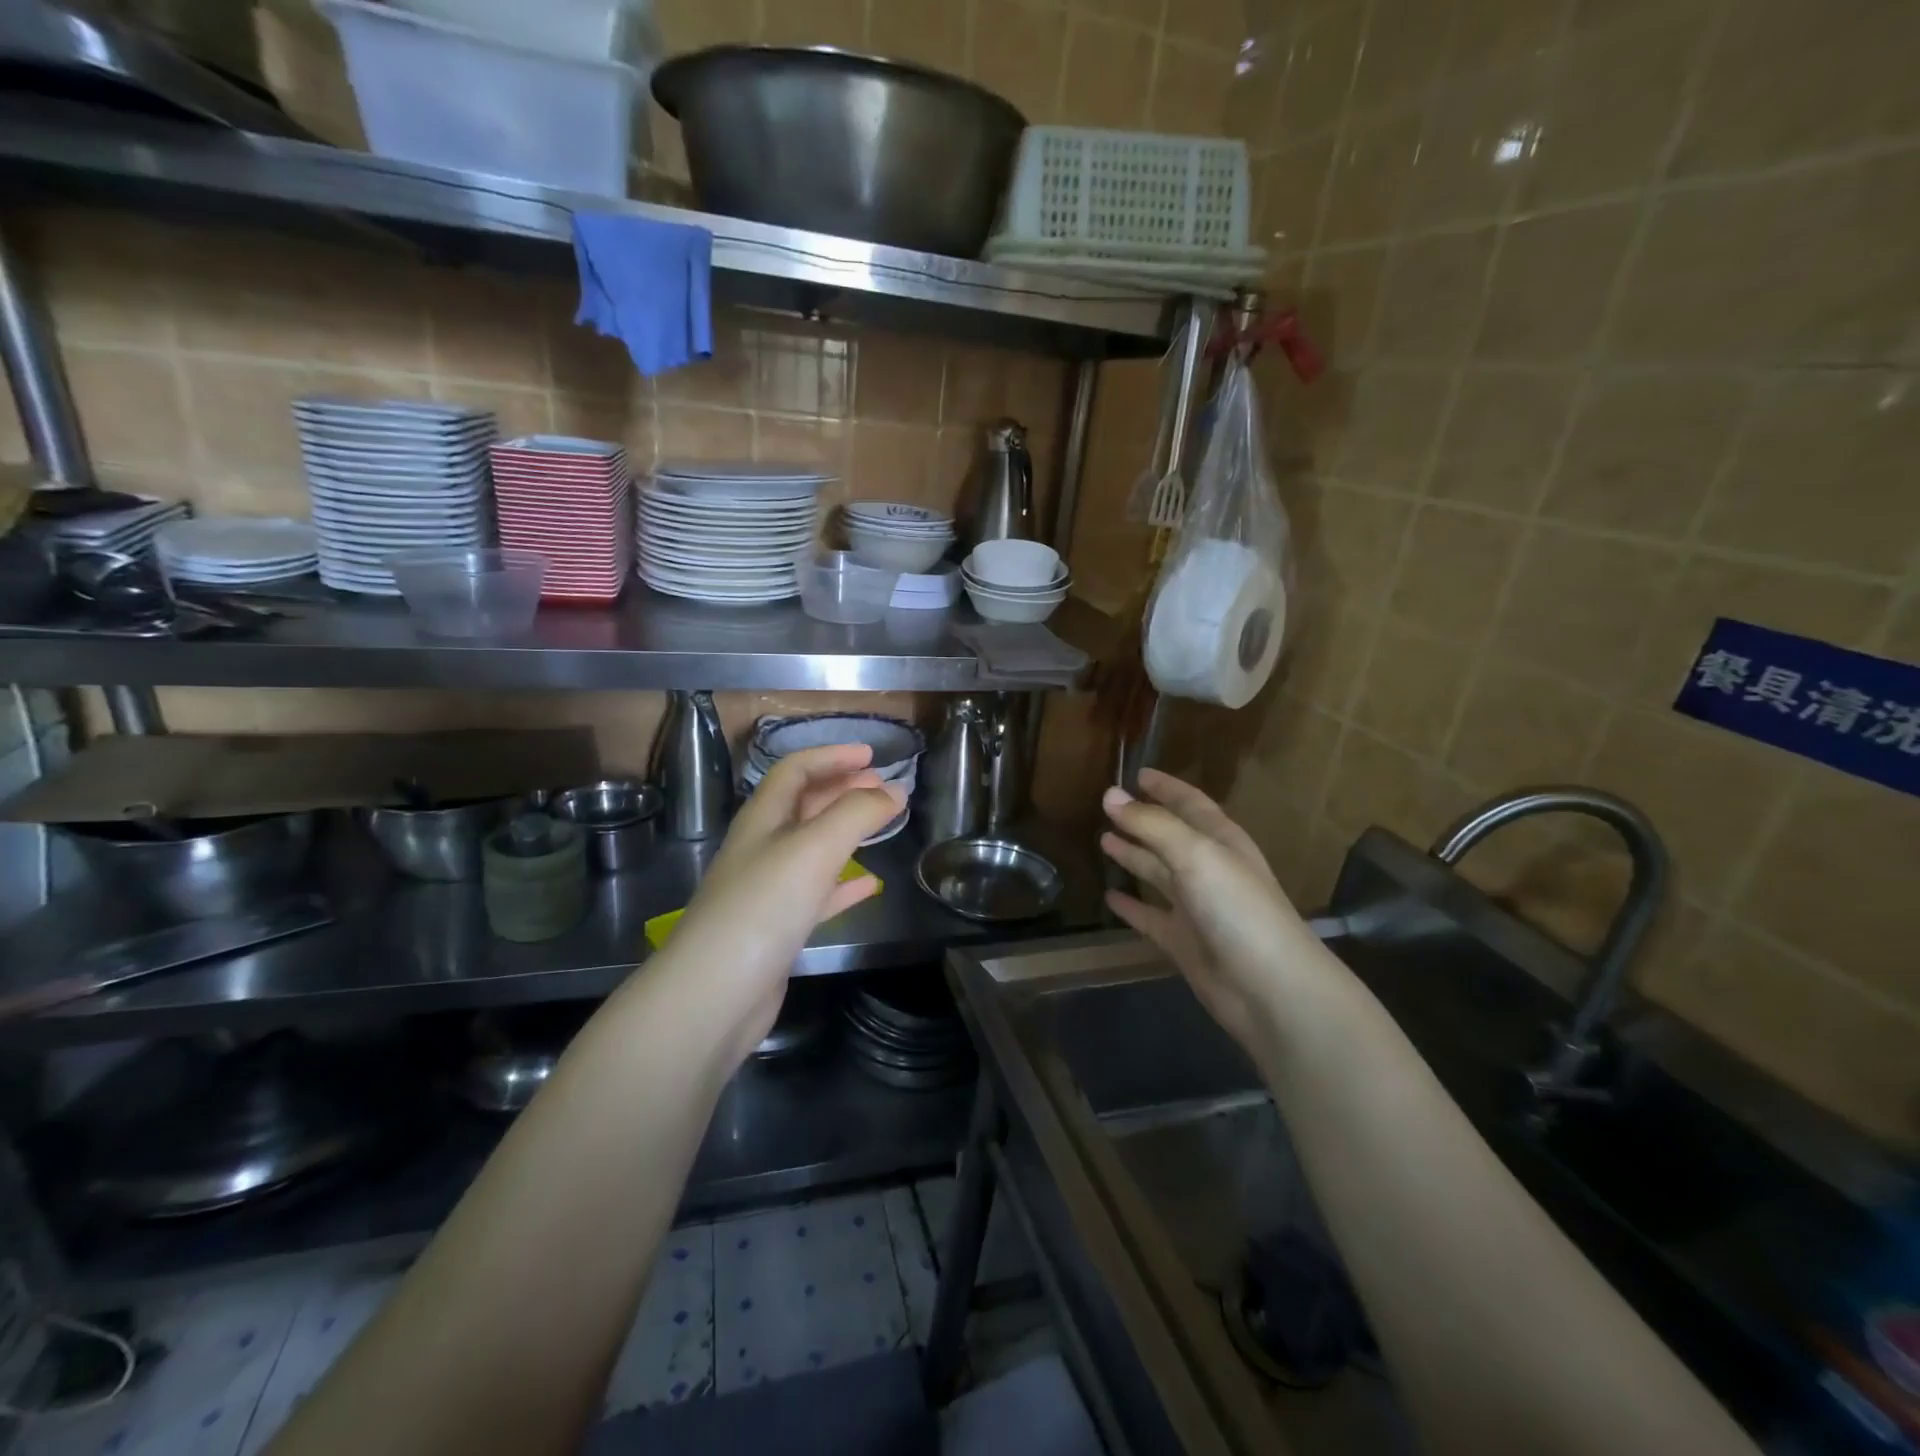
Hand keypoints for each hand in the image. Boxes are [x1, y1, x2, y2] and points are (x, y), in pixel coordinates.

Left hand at [661, 744, 905, 1063]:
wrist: (714, 994)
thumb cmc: (763, 907)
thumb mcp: (814, 848)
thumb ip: (857, 814)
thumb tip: (894, 790)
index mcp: (762, 819)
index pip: (795, 770)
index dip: (832, 756)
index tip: (872, 756)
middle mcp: (762, 848)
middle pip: (804, 805)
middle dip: (842, 789)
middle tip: (883, 788)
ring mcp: (768, 890)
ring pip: (813, 848)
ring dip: (846, 832)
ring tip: (882, 824)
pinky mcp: (778, 929)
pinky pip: (817, 894)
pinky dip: (844, 884)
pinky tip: (868, 884)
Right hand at [1099, 769, 1316, 1051]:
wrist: (1269, 989)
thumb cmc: (1237, 908)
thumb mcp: (1195, 854)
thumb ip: (1151, 825)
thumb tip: (1110, 795)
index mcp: (1221, 841)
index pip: (1190, 803)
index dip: (1166, 787)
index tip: (1137, 773)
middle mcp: (1209, 869)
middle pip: (1171, 836)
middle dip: (1143, 820)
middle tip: (1107, 806)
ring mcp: (1197, 907)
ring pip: (1158, 874)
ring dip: (1133, 857)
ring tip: (1102, 841)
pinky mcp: (1183, 942)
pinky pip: (1150, 917)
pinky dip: (1130, 907)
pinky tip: (1109, 898)